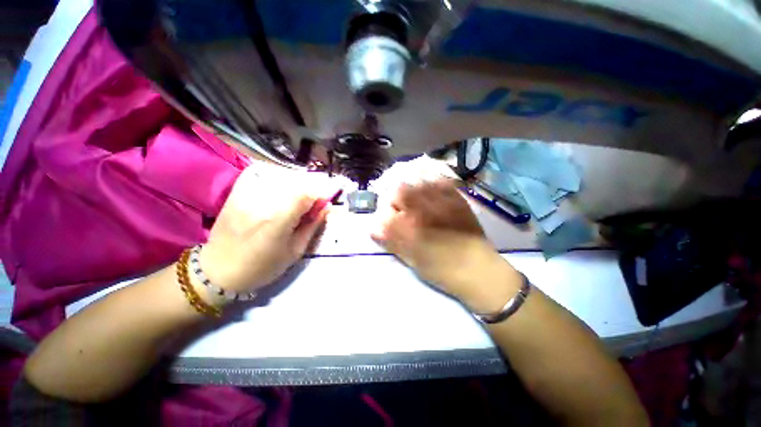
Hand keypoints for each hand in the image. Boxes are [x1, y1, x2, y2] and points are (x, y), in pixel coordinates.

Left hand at [199, 163, 338, 294]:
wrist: (218, 272)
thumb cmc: (262, 267)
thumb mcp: (295, 251)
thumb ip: (313, 226)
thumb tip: (327, 207)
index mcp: (278, 219)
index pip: (306, 192)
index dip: (320, 194)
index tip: (324, 203)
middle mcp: (262, 201)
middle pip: (295, 181)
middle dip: (310, 188)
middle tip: (312, 202)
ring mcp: (246, 194)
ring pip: (280, 175)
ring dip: (295, 183)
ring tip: (297, 197)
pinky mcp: (236, 192)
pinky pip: (261, 174)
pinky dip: (276, 178)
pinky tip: (279, 189)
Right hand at [372, 180, 522, 312]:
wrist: (478, 270)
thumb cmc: (442, 271)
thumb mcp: (412, 261)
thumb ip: (392, 243)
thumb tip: (374, 230)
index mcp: (410, 228)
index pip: (386, 211)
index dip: (383, 214)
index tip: (387, 219)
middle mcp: (423, 210)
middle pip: (399, 190)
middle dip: (395, 197)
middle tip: (400, 208)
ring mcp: (442, 201)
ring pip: (418, 181)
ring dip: (412, 188)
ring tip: (415, 198)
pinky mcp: (457, 199)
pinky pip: (440, 181)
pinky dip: (431, 182)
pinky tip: (430, 190)